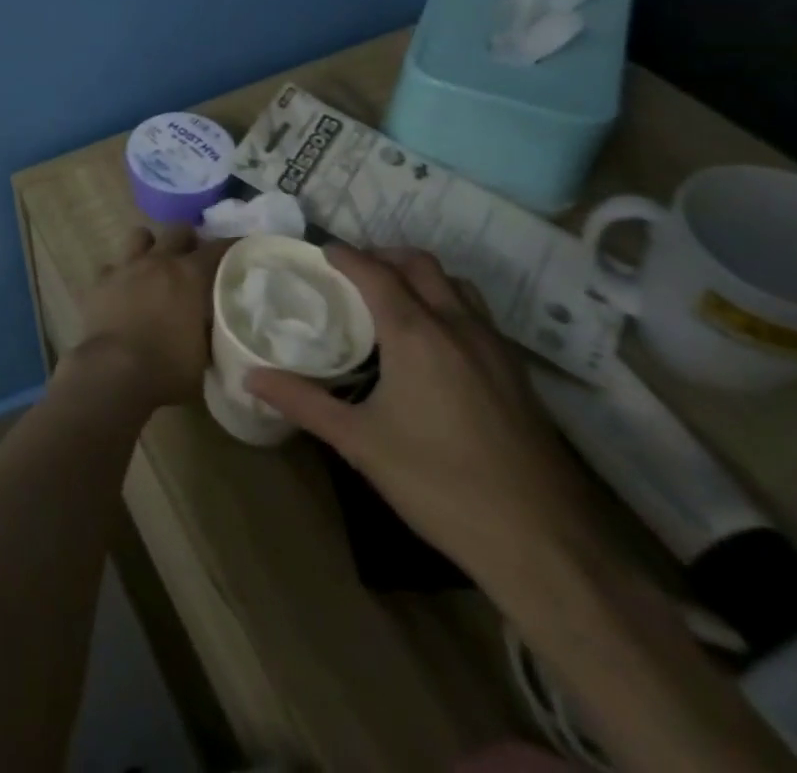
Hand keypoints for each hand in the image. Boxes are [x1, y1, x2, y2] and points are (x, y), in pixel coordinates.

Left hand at [77, 224, 223, 408]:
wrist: (114, 371)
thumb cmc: (168, 368)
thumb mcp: (205, 354)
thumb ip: (212, 329)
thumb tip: (214, 321)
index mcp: (190, 275)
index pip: (218, 248)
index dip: (231, 247)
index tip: (240, 251)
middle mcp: (158, 261)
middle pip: (177, 230)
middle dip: (188, 240)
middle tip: (193, 259)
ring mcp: (125, 267)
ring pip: (139, 235)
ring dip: (150, 246)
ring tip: (155, 265)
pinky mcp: (99, 280)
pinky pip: (111, 266)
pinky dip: (120, 274)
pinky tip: (122, 290)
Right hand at [246, 244, 607, 585]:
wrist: (546, 545)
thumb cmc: (440, 484)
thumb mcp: (360, 443)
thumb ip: (303, 402)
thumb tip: (250, 378)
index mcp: (416, 333)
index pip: (374, 272)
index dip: (343, 255)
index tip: (318, 252)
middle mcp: (458, 326)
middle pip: (420, 265)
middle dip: (383, 256)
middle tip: (351, 274)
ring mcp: (495, 348)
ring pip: (456, 285)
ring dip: (421, 277)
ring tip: (391, 300)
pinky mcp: (518, 374)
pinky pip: (477, 315)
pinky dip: (448, 305)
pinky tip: (433, 345)